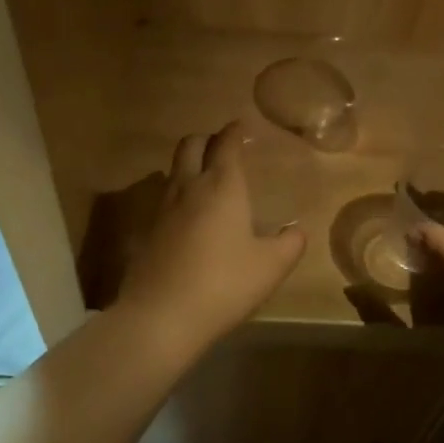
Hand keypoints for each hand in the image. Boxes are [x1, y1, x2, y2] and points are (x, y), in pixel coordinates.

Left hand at [117, 122, 306, 354]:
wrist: (161, 316)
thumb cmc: (224, 284)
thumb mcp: (271, 267)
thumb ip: (290, 244)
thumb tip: (296, 231)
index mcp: (221, 187)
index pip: (226, 144)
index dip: (235, 132)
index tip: (242, 126)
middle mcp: (188, 187)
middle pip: (191, 145)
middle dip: (207, 139)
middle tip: (223, 148)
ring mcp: (163, 208)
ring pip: (174, 169)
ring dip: (190, 164)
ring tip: (207, 178)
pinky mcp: (148, 231)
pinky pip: (165, 197)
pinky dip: (179, 192)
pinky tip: (190, 215)